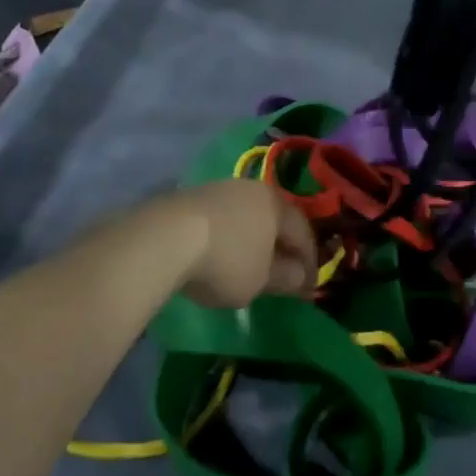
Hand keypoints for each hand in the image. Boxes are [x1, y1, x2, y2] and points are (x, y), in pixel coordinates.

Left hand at [161, 179, 318, 308]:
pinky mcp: (192, 196)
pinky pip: (222, 218)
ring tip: (249, 263)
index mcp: (276, 204)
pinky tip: (219, 253)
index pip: (303, 232)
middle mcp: (252, 189)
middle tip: (284, 273)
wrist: (165, 237)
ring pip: (247, 215)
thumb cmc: (225, 260)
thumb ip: (285, 278)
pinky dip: (228, 236)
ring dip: (253, 239)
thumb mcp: (260, 280)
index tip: (309, 287)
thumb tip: (300, 276)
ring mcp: (220, 188)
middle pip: (275, 219)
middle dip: (282, 246)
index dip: (309, 262)